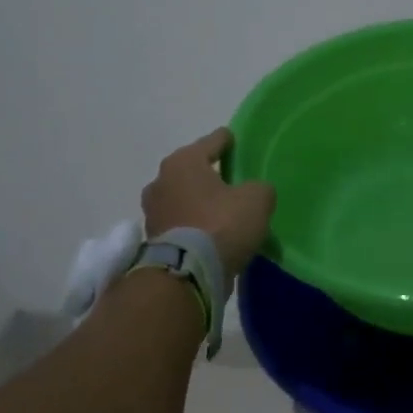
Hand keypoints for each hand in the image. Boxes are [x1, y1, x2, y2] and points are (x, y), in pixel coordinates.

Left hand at [141, 128, 275, 280]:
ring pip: (184, 198)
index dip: (226, 140)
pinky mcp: (154, 239)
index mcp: (183, 162)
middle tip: (231, 180)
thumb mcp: (257, 199)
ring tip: (222, 210)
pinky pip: (181, 223)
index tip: (234, 139)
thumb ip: (258, 188)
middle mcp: (161, 181)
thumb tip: (253, 192)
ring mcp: (153, 212)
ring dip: (200, 203)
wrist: (189, 273)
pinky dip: (194, 225)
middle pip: (192, 171)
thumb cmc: (222, 224)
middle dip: (209, 175)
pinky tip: (212, 233)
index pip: (211, 142)